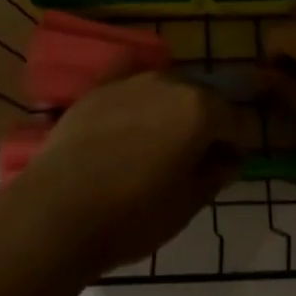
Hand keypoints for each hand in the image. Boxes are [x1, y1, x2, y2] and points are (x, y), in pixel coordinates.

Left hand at [12, 74, 251, 274]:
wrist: (57, 210)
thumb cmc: (132, 215)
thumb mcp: (187, 205)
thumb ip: (216, 174)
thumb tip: (229, 158)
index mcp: (200, 109)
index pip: (237, 121)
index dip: (237, 145)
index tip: (227, 167)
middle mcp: (170, 82)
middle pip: (202, 99)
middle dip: (205, 123)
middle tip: (192, 159)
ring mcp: (131, 80)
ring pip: (166, 89)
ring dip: (171, 110)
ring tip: (156, 144)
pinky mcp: (99, 87)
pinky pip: (129, 82)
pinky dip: (138, 96)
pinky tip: (130, 116)